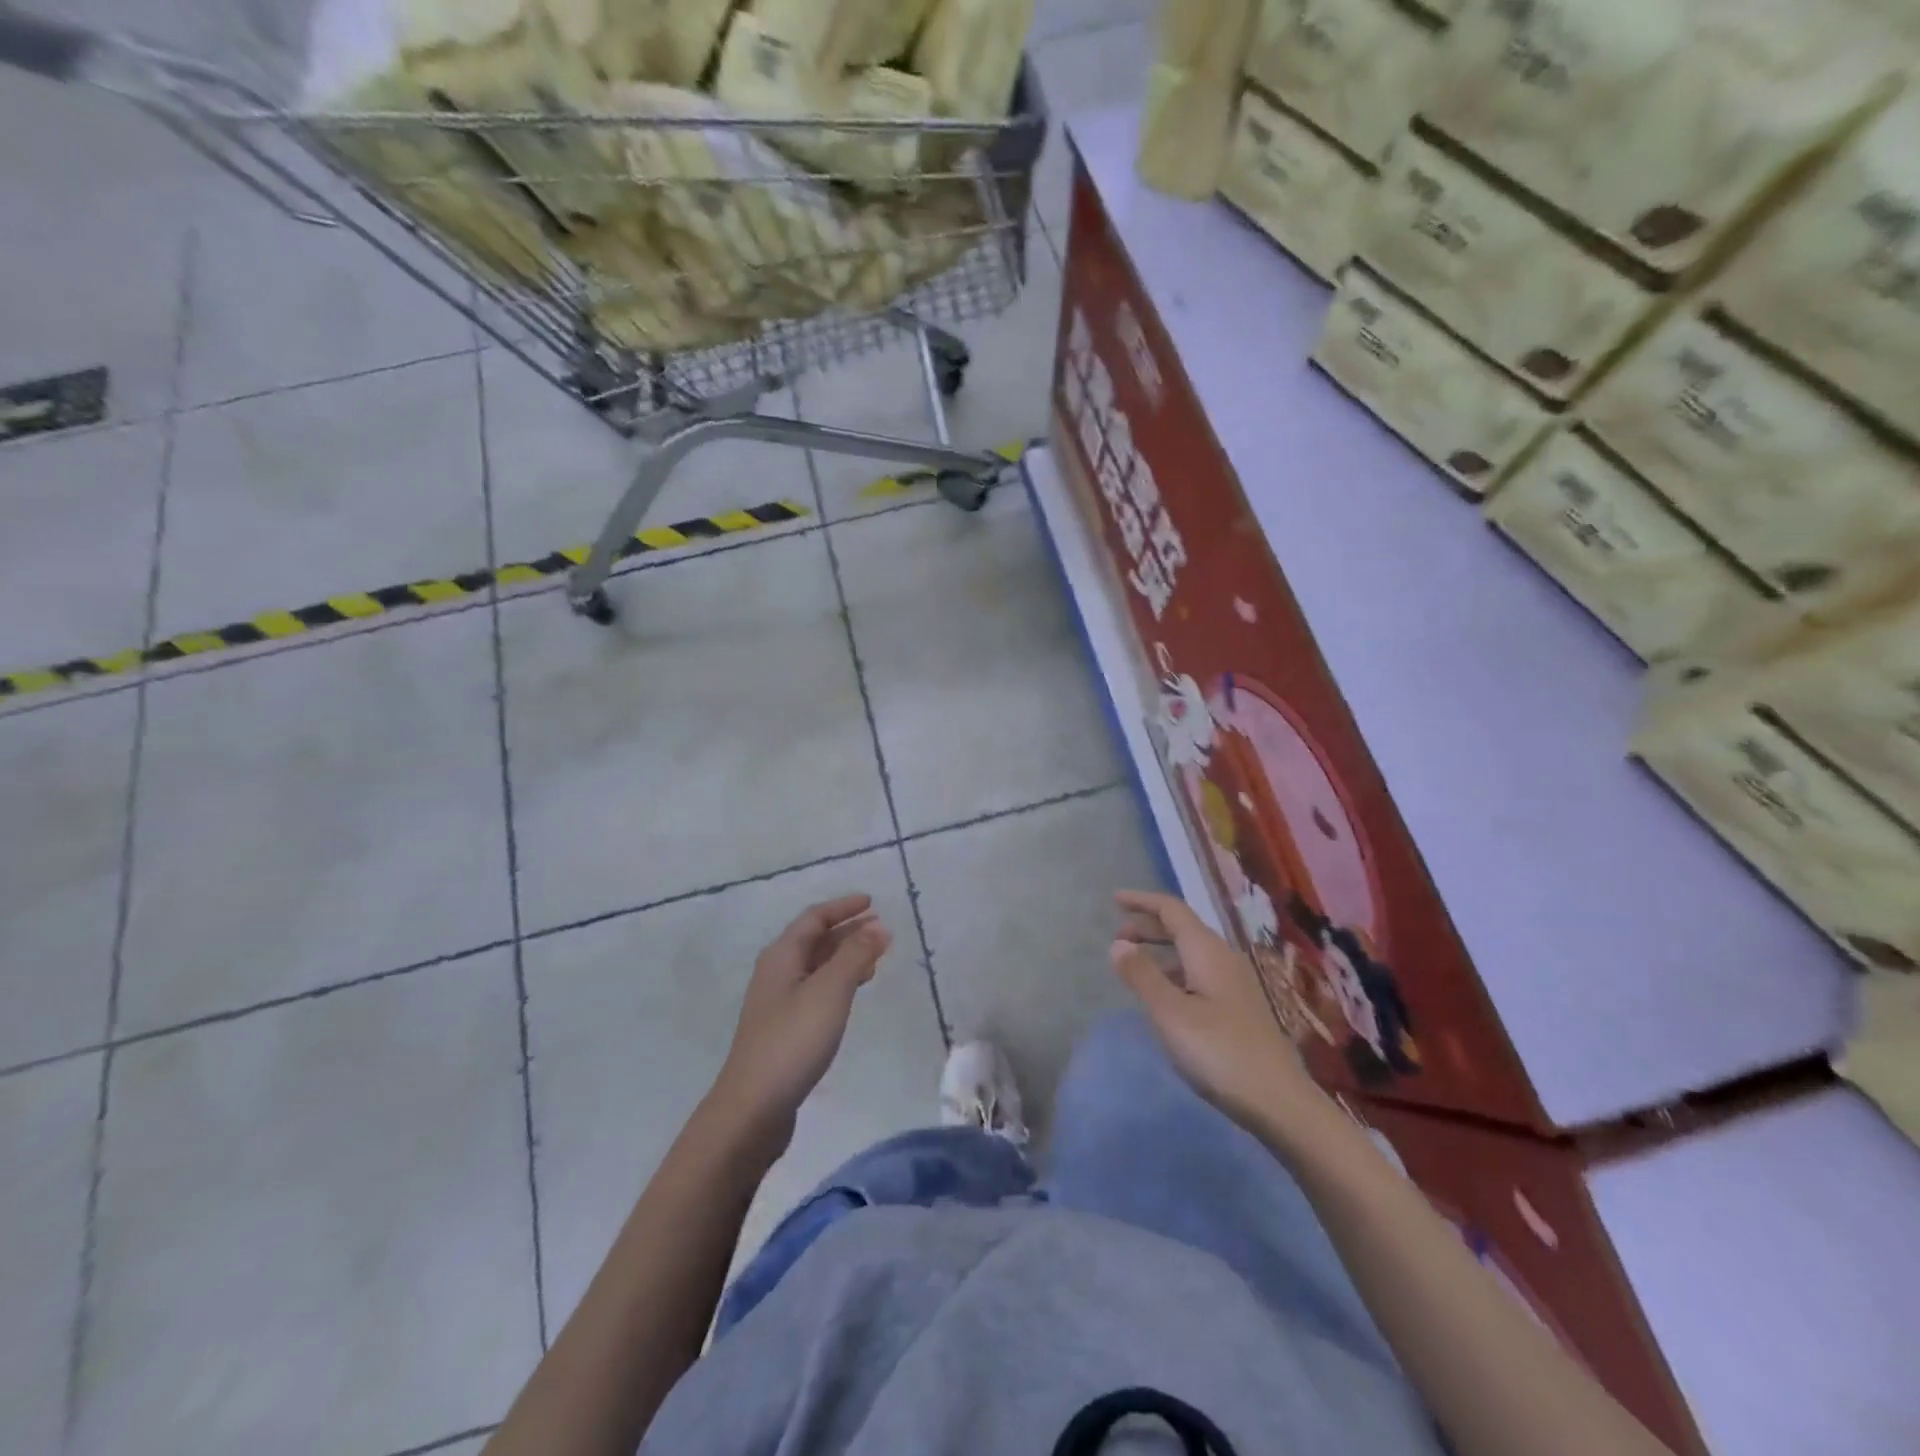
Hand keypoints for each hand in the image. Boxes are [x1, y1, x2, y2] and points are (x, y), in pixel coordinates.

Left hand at [709, 895, 892, 1156]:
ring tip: (875, 958)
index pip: (814, 917)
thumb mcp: (830, 991)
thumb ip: (855, 955)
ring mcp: (778, 1003)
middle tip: (881, 929)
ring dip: (845, 956)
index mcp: (782, 956)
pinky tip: (853, 993)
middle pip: (814, 940)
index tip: (872, 902)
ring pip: (816, 966)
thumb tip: (879, 926)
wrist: (753, 1107)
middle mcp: (777, 972)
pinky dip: (839, 982)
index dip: (843, 907)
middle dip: (847, 930)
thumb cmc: (793, 1040)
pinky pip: (816, 990)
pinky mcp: (784, 1029)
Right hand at [1110, 889, 1320, 1129]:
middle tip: (1117, 938)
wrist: (1279, 1101)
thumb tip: (1118, 943)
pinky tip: (1165, 996)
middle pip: (1183, 928)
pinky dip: (1174, 972)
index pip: (1172, 910)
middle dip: (1148, 926)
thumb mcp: (1170, 1013)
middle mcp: (1224, 958)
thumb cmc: (1219, 1052)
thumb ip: (1142, 975)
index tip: (1114, 899)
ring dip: (1161, 951)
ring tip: (1134, 966)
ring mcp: (1235, 983)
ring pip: (1191, 952)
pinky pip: (1199, 973)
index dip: (1142, 901)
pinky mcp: (1239, 1007)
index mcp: (1207, 951)